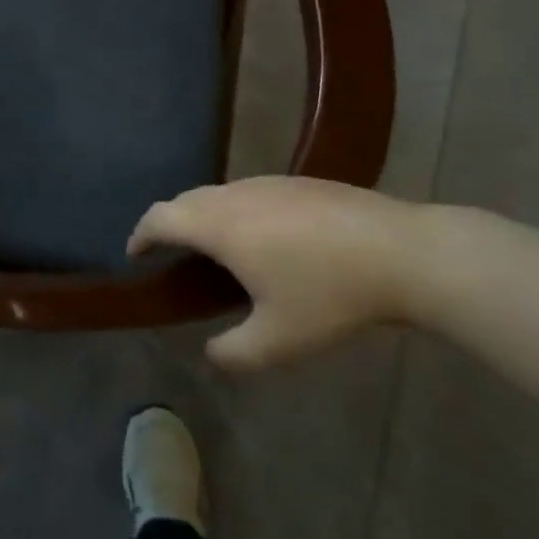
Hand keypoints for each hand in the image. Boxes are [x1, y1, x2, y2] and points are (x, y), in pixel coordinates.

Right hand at [130, 176, 427, 370]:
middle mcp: (236, 195)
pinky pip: (249, 194)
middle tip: (169, 253)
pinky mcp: (299, 183)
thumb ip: (234, 353)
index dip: (141, 234)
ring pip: (219, 194)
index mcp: (220, 225)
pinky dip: (235, 212)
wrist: (403, 252)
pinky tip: (264, 240)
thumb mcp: (279, 341)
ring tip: (214, 248)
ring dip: (203, 216)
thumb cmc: (331, 295)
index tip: (135, 254)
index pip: (161, 218)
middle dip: (169, 224)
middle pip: (186, 200)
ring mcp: (269, 184)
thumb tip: (212, 354)